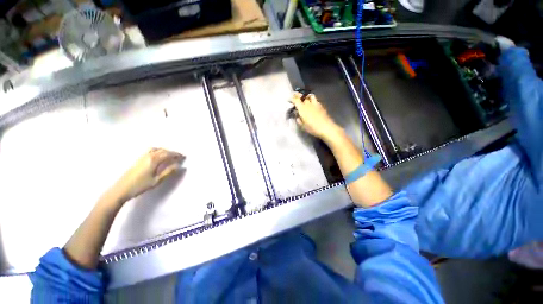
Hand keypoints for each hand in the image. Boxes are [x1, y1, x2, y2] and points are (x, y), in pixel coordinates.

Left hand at [109, 148, 184, 202]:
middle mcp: (148, 156)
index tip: (183, 157)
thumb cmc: (140, 186)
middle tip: (179, 156)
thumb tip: (179, 166)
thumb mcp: (157, 180)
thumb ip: (169, 172)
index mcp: (154, 160)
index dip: (177, 155)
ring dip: (164, 151)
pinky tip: (159, 156)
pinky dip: (158, 151)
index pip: (168, 154)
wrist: (121, 189)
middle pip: (162, 150)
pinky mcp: (138, 160)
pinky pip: (150, 151)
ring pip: (156, 149)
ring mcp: (142, 157)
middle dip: (172, 152)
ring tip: (169, 155)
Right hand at [290, 92, 343, 141]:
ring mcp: (315, 104)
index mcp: (302, 108)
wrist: (326, 127)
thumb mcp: (303, 126)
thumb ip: (299, 120)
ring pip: (310, 96)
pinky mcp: (321, 106)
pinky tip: (312, 103)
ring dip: (306, 95)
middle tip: (295, 94)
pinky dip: (312, 99)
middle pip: (302, 96)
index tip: (289, 99)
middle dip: (298, 95)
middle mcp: (308, 104)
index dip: (292, 98)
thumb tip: (297, 117)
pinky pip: (315, 100)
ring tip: (304, 97)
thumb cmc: (312, 128)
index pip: (295, 100)